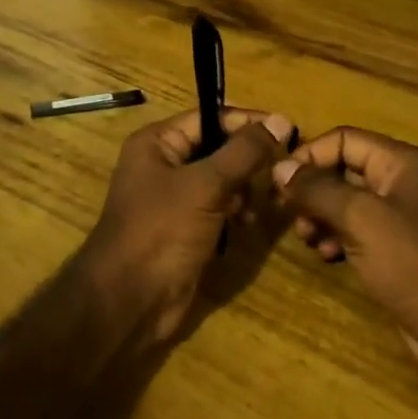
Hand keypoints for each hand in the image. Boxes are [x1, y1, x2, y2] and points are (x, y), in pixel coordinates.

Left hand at [80, 107, 295, 346]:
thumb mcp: (205, 185)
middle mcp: (164, 164)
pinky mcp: (186, 228)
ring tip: (266, 200)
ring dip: (245, 187)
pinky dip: (236, 210)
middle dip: (249, 158)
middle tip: (283, 168)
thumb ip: (244, 152)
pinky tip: (249, 222)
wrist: (129, 301)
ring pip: (221, 179)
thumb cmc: (161, 231)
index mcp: (157, 143)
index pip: (210, 117)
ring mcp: (174, 198)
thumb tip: (279, 120)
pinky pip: (218, 207)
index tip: (288, 130)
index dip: (247, 122)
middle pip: (217, 147)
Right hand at [274, 127, 417, 375]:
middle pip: (343, 170)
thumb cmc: (415, 263)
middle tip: (288, 216)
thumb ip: (318, 190)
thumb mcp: (361, 219)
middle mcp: (400, 182)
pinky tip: (328, 256)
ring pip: (346, 203)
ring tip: (308, 240)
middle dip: (312, 190)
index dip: (309, 155)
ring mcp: (400, 218)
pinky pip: (357, 231)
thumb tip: (280, 168)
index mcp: (399, 162)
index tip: (278, 183)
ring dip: (320, 216)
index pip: (343, 139)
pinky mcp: (397, 251)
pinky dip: (337, 238)